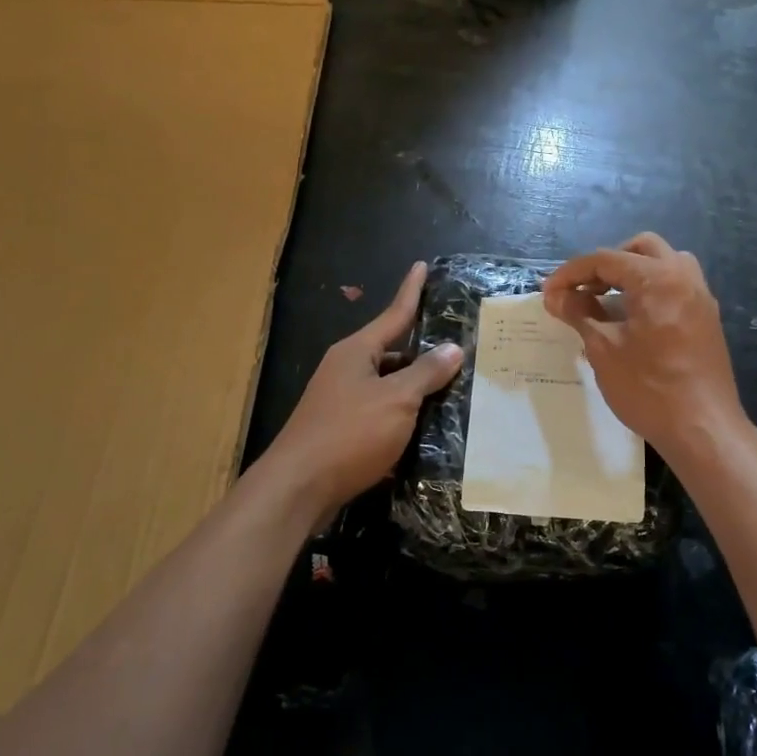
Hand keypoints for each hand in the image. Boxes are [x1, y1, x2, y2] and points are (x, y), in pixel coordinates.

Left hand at [261, 261, 463, 519]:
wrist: (297, 489)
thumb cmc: (349, 434)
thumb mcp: (396, 400)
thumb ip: (426, 373)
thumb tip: (452, 348)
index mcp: (357, 351)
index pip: (394, 313)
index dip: (411, 291)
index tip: (422, 265)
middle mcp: (347, 369)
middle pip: (393, 352)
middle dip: (423, 352)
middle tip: (459, 349)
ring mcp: (341, 401)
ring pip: (388, 385)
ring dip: (416, 389)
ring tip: (453, 390)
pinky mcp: (342, 431)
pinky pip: (381, 414)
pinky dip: (403, 416)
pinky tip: (427, 429)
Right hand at [542, 233, 744, 459]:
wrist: (703, 430)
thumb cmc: (649, 388)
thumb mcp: (604, 350)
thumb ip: (579, 315)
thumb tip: (555, 296)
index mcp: (657, 279)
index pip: (606, 260)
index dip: (572, 274)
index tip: (548, 292)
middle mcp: (683, 277)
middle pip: (640, 249)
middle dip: (607, 264)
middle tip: (583, 291)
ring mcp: (700, 297)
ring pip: (664, 263)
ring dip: (633, 273)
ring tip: (608, 301)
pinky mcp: (707, 318)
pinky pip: (676, 286)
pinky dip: (651, 289)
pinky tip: (632, 319)